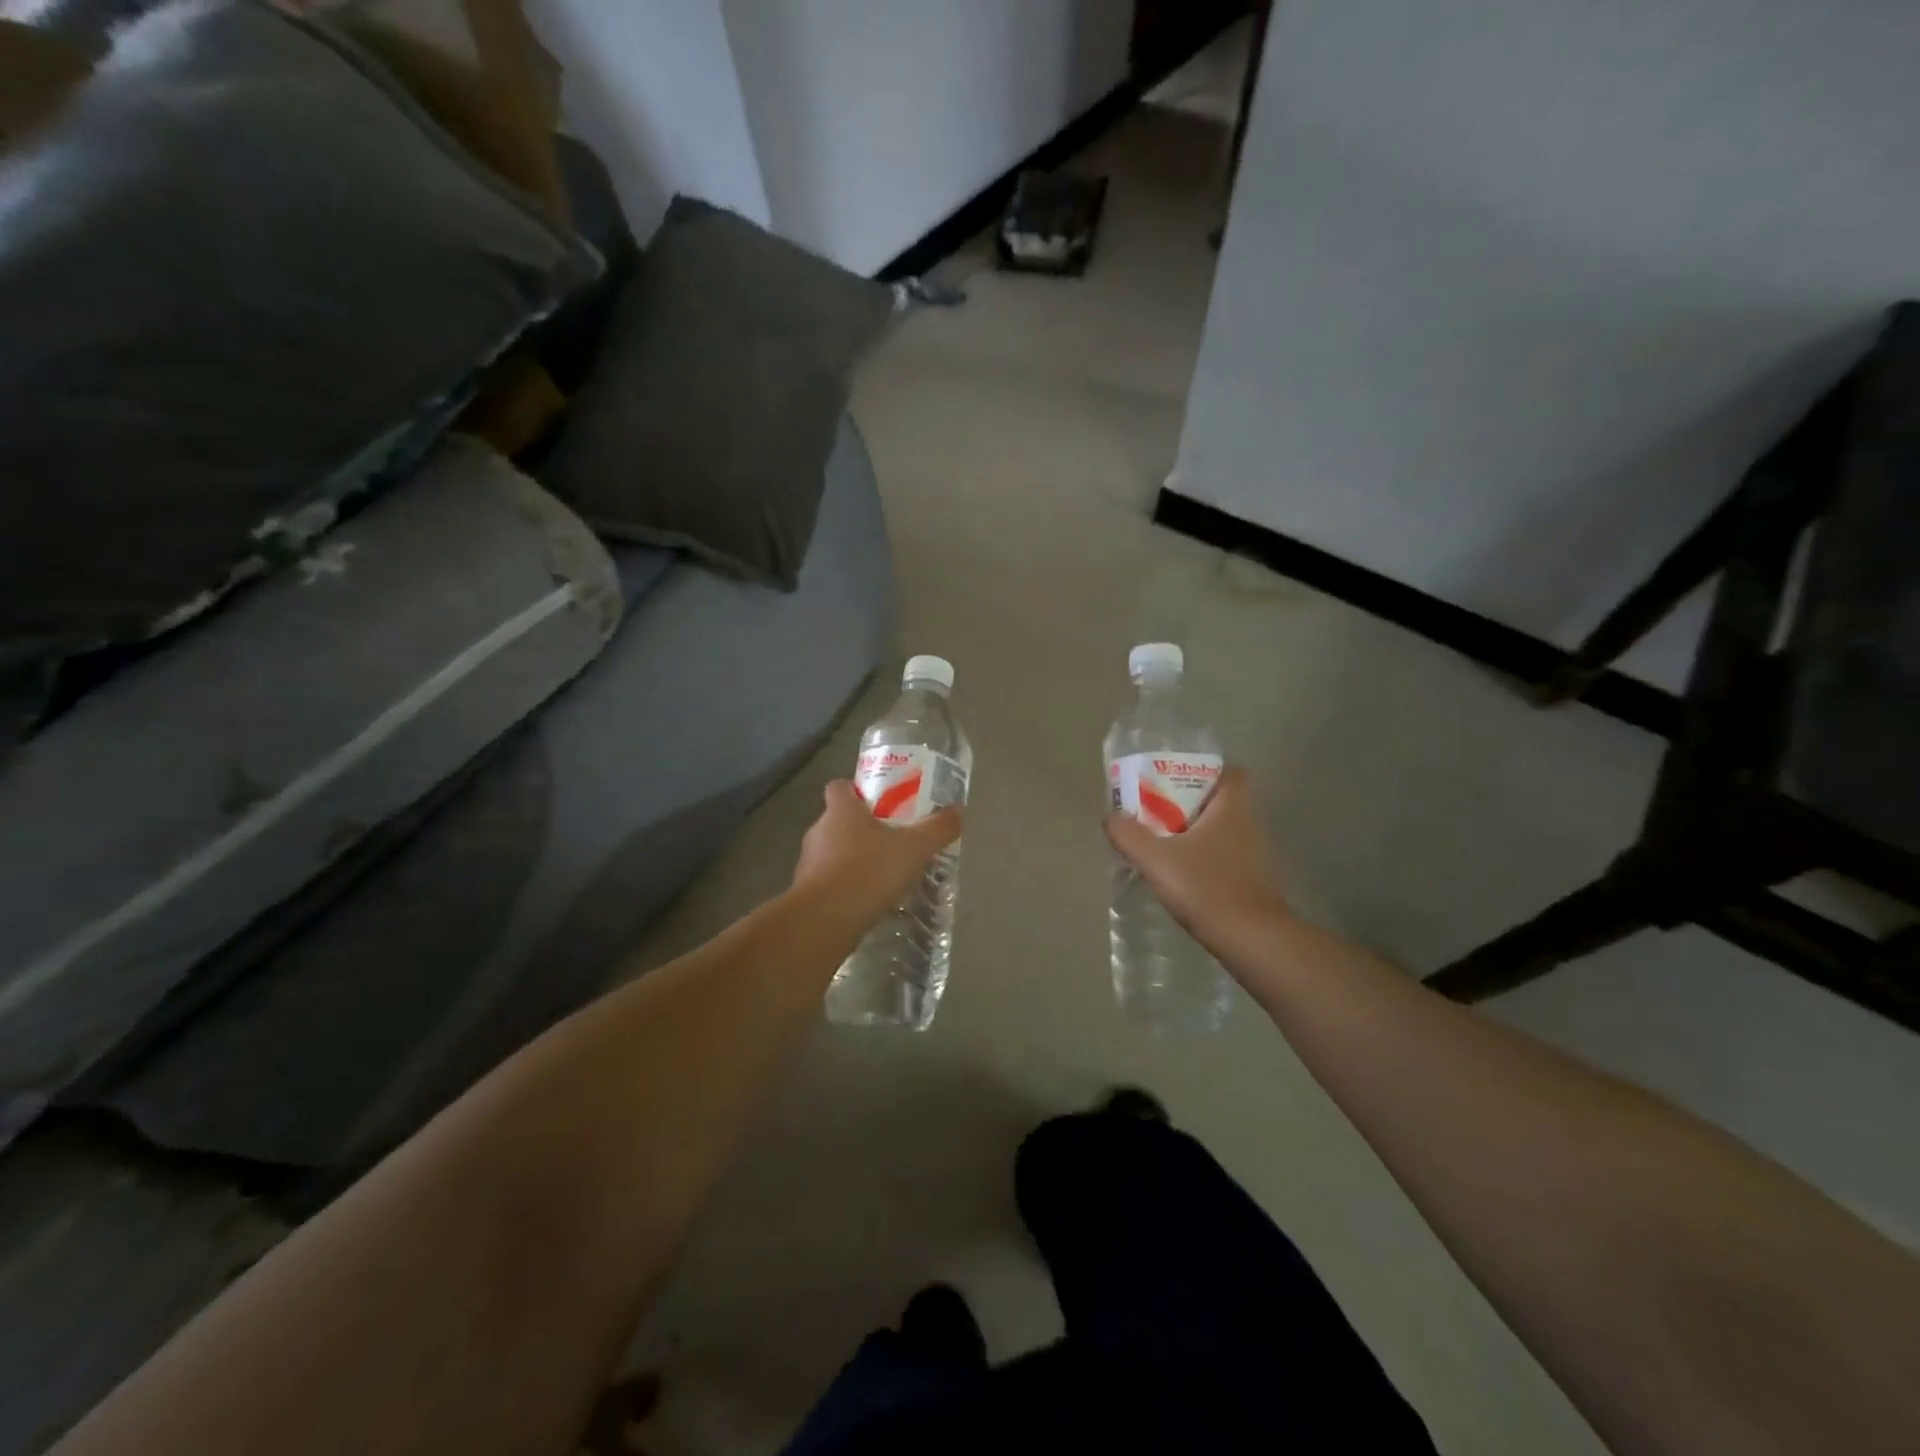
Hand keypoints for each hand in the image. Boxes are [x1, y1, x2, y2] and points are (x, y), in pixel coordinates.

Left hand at [792, 780, 962, 931]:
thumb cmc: (869, 871)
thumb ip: (937, 828)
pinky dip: (849, 889)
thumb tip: (958, 811)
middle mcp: (819, 831)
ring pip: (835, 854)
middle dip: (865, 830)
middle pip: (840, 821)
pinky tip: (872, 903)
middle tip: (895, 842)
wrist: (825, 921)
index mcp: (840, 810)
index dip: (858, 791)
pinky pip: (832, 883)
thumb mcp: (914, 848)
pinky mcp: (808, 894)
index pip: (840, 787)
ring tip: (887, 877)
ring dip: (857, 862)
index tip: (881, 803)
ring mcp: (809, 863)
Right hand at [1105, 767, 1289, 941]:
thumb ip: (1128, 834)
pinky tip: (1179, 875)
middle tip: (1155, 812)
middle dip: (1189, 803)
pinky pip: (1223, 856)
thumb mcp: (1155, 859)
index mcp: (1231, 808)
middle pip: (1219, 801)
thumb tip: (1111, 817)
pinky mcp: (1251, 880)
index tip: (1174, 781)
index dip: (1204, 771)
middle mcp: (1248, 825)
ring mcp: (1253, 855)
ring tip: (1161, 844)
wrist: (1251, 939)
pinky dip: (1203, 859)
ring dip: (1194, 833)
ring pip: (1220, 831)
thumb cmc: (1206, 888)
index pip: (1230, 773)